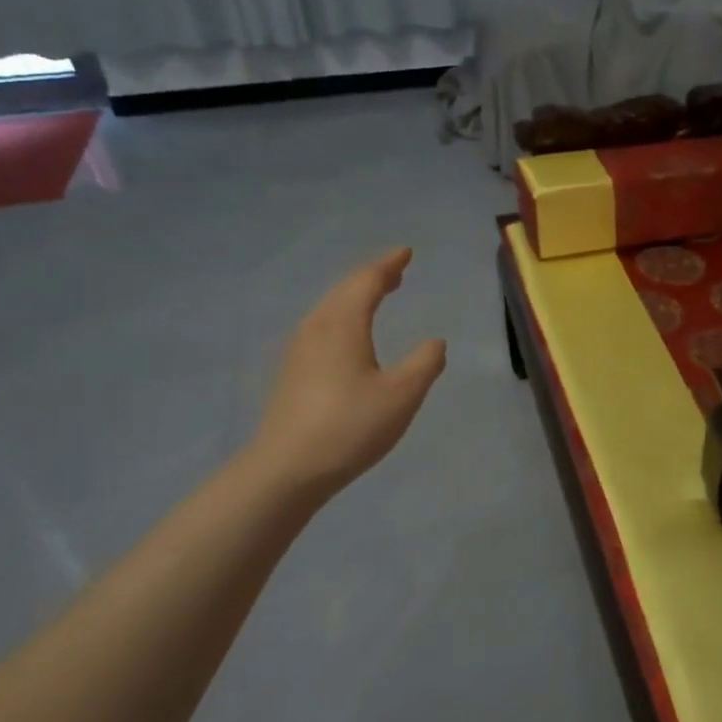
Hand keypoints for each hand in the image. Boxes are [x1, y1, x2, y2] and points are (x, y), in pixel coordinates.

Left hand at [245, 248, 445, 499]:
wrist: (287, 469)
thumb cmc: (350, 427)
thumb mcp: (402, 395)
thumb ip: (424, 363)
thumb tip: (434, 342)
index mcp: (343, 324)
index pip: (367, 281)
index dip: (389, 264)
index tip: (406, 252)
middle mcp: (316, 328)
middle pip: (344, 290)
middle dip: (371, 277)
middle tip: (395, 272)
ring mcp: (298, 350)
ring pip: (329, 309)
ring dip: (355, 297)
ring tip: (376, 297)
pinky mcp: (291, 373)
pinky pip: (321, 328)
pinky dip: (342, 318)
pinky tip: (349, 338)